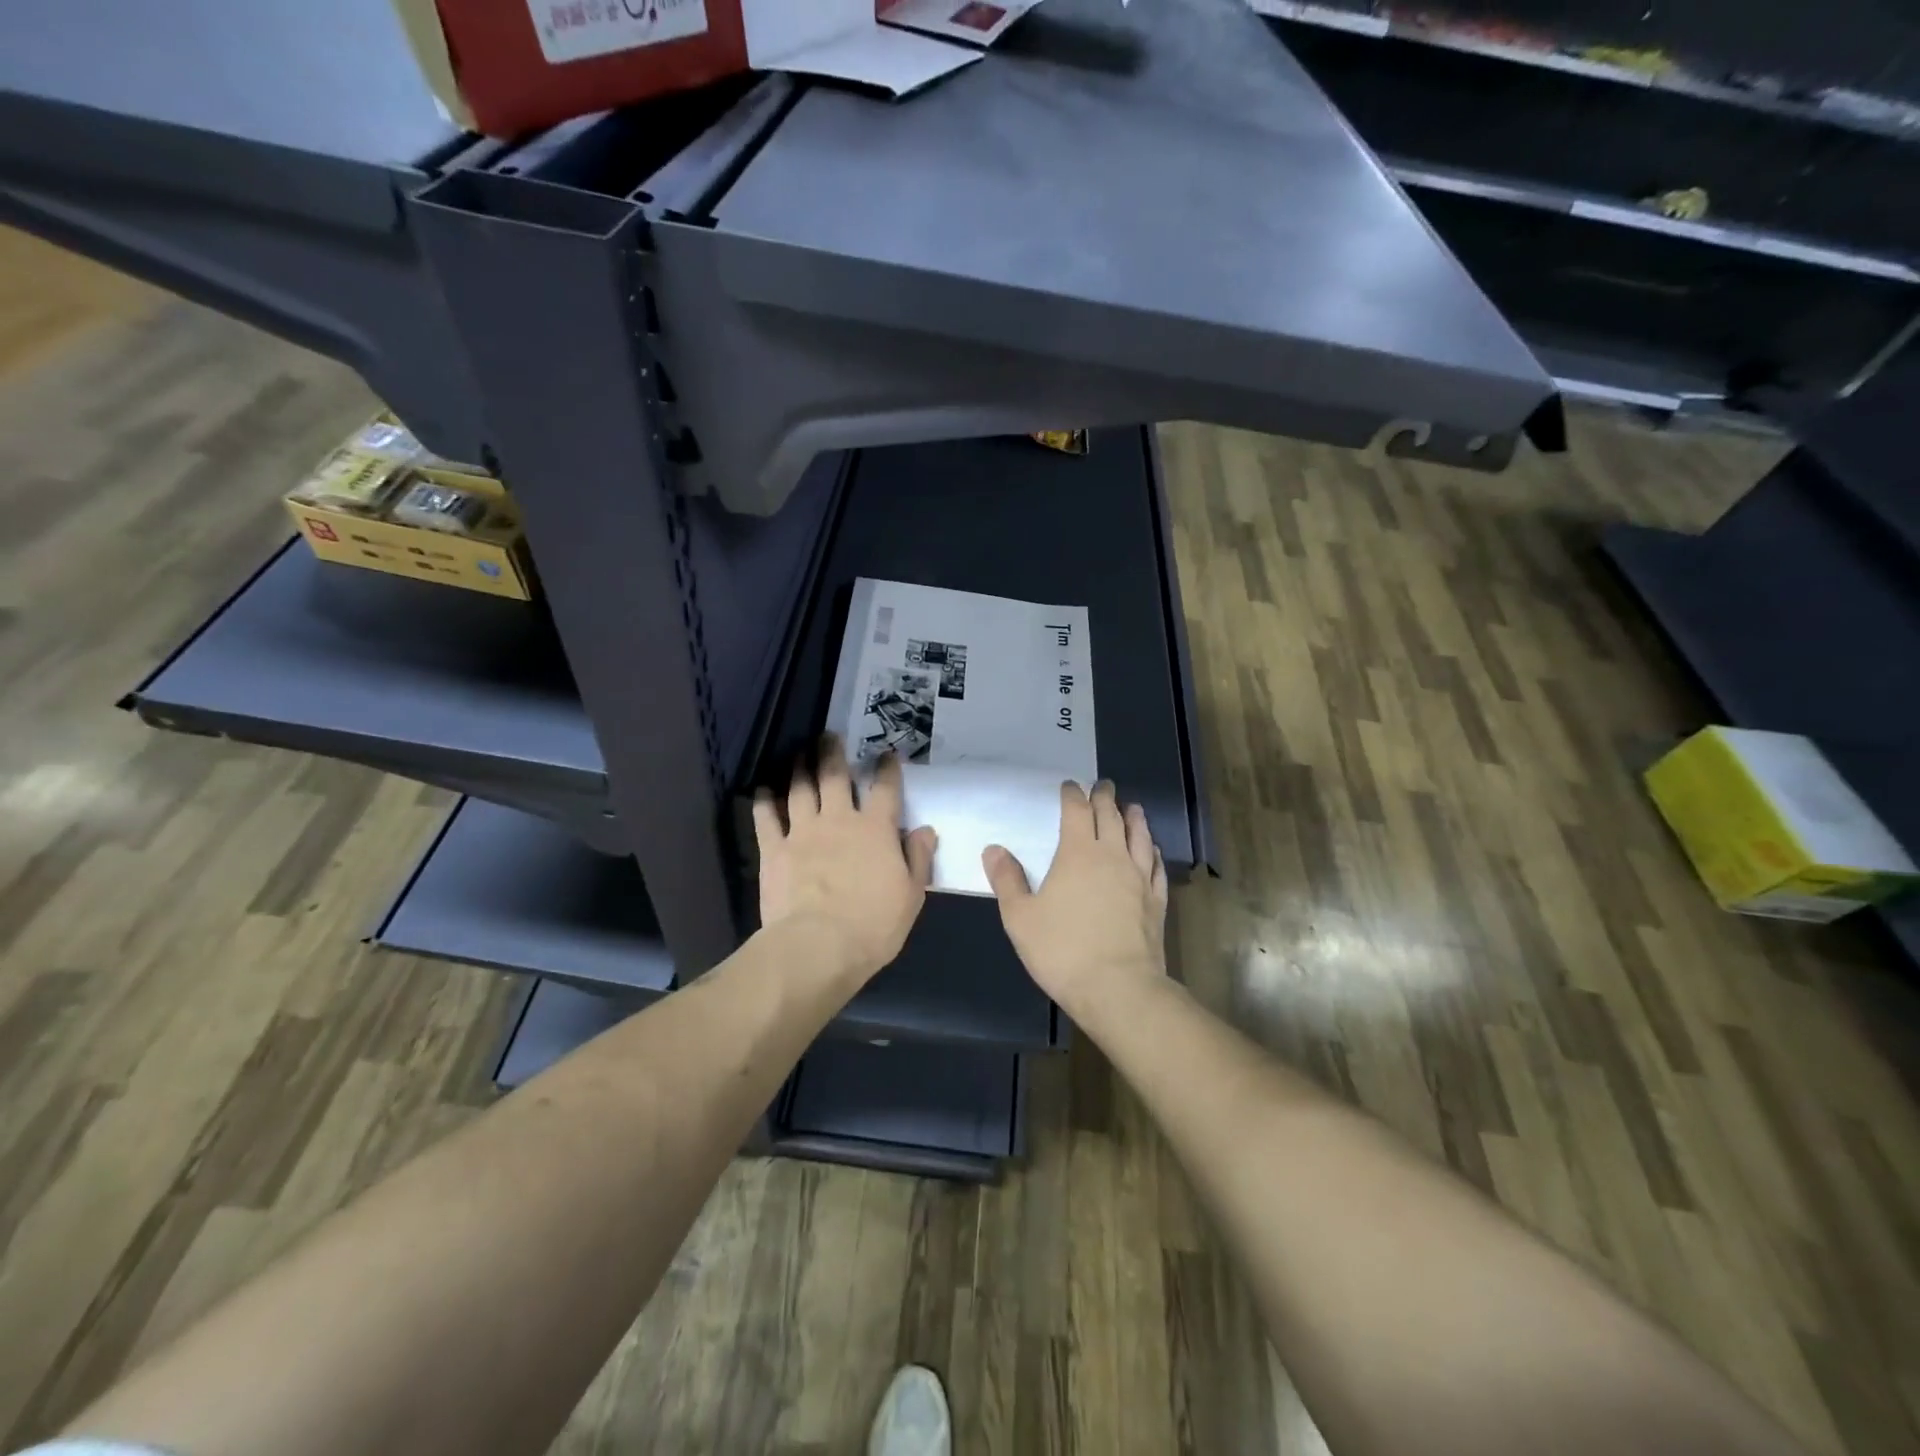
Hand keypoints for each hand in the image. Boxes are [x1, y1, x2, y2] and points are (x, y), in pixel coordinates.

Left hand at [753, 738, 936, 981]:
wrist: (818, 946)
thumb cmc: (873, 925)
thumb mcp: (911, 895)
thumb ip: (918, 858)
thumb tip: (925, 830)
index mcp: (875, 829)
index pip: (885, 789)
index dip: (887, 768)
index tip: (887, 754)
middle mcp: (839, 820)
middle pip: (835, 776)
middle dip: (833, 753)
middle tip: (829, 736)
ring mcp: (803, 832)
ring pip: (800, 789)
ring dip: (800, 768)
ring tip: (799, 753)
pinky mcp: (774, 850)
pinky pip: (767, 817)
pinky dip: (765, 800)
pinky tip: (763, 788)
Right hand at [982, 780, 1168, 1011]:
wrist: (1118, 988)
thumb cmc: (1062, 950)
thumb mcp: (1020, 917)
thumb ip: (1007, 880)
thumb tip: (993, 849)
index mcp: (1078, 853)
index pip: (1077, 812)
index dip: (1072, 795)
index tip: (1070, 786)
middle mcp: (1112, 856)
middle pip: (1111, 816)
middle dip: (1104, 798)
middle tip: (1103, 786)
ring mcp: (1139, 878)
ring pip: (1139, 836)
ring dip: (1133, 818)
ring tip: (1132, 807)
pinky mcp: (1156, 901)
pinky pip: (1156, 866)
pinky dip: (1152, 851)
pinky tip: (1151, 851)